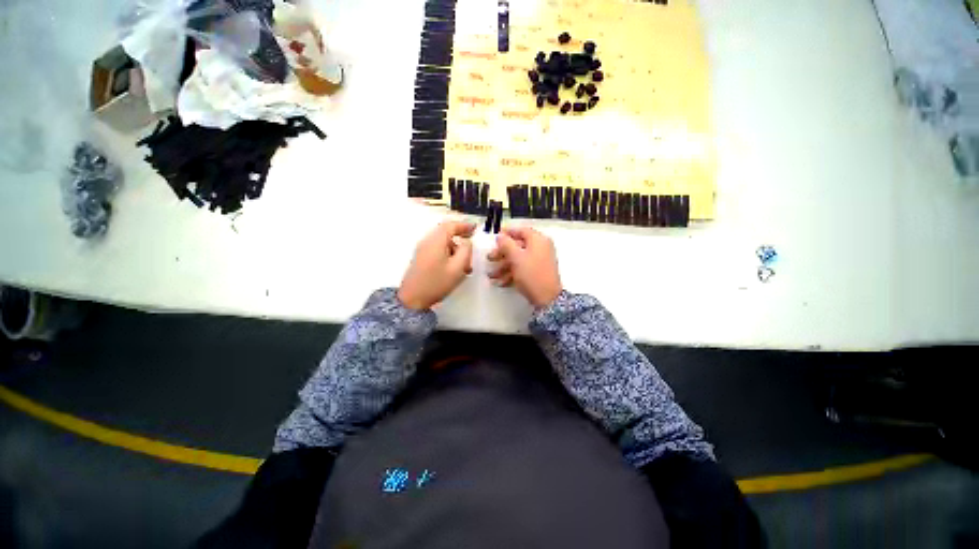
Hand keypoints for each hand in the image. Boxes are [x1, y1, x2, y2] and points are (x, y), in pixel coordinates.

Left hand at [398, 220, 475, 309]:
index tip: (475, 228)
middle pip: (445, 232)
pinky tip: (454, 267)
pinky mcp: (420, 258)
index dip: (464, 225)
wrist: (412, 299)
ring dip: (454, 248)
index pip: (450, 225)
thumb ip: (465, 251)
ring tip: (465, 263)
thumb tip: (466, 242)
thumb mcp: (457, 267)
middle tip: (471, 243)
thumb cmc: (436, 282)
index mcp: (436, 241)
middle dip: (460, 237)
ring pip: (442, 242)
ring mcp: (422, 250)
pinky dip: (448, 253)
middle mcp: (427, 241)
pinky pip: (437, 249)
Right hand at [488, 226, 562, 308]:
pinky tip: (501, 282)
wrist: (547, 299)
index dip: (507, 232)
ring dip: (504, 266)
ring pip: (519, 259)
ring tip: (492, 275)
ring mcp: (540, 261)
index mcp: (538, 240)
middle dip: (502, 253)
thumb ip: (506, 244)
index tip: (494, 237)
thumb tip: (500, 236)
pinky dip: (512, 273)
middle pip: (518, 246)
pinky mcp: (538, 273)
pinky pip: (523, 268)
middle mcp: (541, 248)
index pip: (521, 230)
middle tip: (489, 258)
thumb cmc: (531, 274)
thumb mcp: (516, 257)